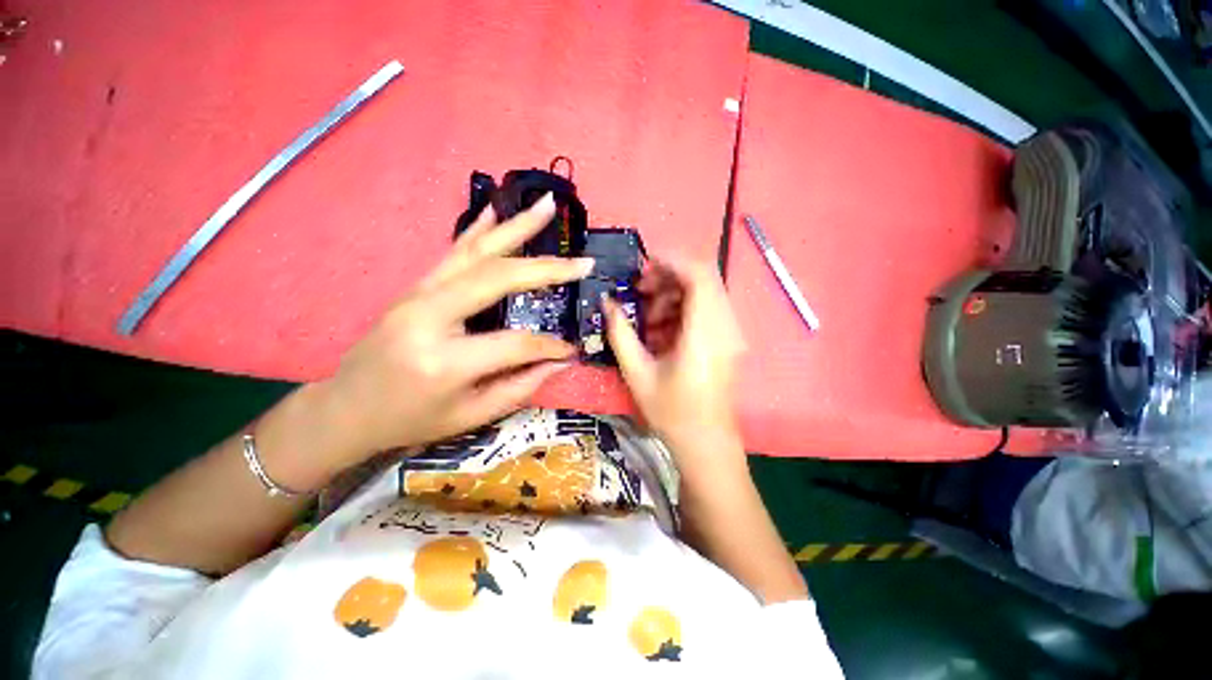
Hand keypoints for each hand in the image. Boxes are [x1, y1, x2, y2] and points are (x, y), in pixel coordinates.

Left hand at [309, 194, 593, 473]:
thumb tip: (561, 361)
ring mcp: (417, 294)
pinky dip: (479, 229)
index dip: (550, 346)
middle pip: (498, 278)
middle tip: (582, 261)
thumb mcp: (471, 416)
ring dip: (516, 228)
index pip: (516, 343)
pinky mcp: (414, 287)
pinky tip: (498, 211)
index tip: (571, 349)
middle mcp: (429, 317)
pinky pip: (453, 252)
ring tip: (548, 206)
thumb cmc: (410, 420)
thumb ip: (520, 386)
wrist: (346, 409)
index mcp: (445, 361)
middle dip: (546, 268)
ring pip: (476, 252)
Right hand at [604, 256, 746, 468]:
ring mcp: (732, 333)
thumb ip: (620, 333)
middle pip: (703, 278)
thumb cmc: (671, 413)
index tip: (643, 266)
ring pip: (705, 292)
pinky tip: (663, 332)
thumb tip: (607, 302)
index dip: (671, 261)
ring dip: (674, 295)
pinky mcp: (729, 340)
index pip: (698, 275)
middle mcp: (726, 327)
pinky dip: (683, 310)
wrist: (706, 443)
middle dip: (668, 277)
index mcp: (704, 335)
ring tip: (649, 319)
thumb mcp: (637, 373)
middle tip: (640, 293)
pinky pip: (707, 309)